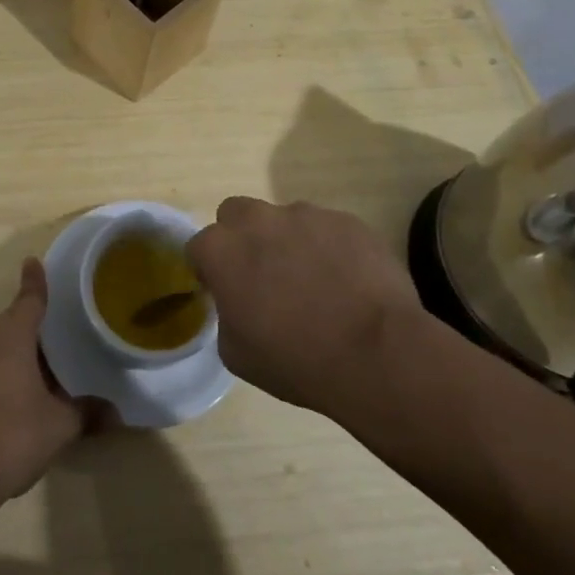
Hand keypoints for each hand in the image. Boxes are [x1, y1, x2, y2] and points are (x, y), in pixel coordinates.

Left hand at [0, 258, 95, 503]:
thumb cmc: (8, 439)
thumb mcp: (57, 429)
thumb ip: (85, 414)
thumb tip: (116, 414)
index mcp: (10, 334)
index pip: (29, 298)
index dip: (35, 281)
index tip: (32, 262)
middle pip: (4, 330)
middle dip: (19, 344)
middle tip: (37, 372)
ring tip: (6, 402)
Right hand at [187, 197, 424, 412]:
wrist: (376, 354)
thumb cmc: (296, 360)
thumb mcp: (237, 353)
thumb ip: (226, 315)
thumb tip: (239, 305)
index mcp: (221, 250)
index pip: (198, 247)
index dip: (209, 270)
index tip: (225, 293)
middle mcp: (257, 220)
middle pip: (235, 214)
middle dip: (242, 237)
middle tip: (263, 275)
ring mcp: (305, 215)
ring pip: (285, 219)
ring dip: (289, 242)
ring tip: (315, 282)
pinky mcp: (346, 221)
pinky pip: (328, 229)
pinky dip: (330, 248)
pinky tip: (348, 283)